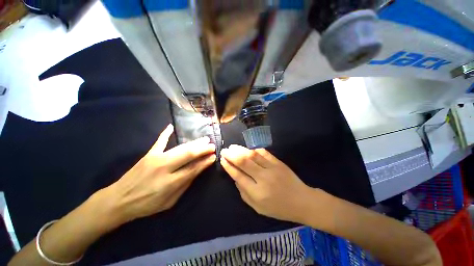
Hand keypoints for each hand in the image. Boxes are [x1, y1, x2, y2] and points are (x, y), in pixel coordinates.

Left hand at [104, 124, 215, 223]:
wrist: (118, 200)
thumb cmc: (146, 204)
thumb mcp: (169, 202)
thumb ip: (184, 185)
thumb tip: (198, 170)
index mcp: (170, 182)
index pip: (193, 168)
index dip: (205, 162)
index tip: (214, 156)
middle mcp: (164, 168)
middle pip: (188, 154)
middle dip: (203, 149)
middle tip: (212, 145)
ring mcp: (156, 158)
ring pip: (180, 148)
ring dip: (194, 143)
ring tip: (204, 139)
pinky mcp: (148, 154)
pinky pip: (159, 141)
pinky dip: (165, 133)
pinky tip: (171, 126)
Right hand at [220, 145, 315, 222]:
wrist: (302, 201)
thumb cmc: (278, 208)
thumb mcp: (257, 208)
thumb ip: (244, 192)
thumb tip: (235, 177)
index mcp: (257, 193)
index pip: (238, 176)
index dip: (229, 167)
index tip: (222, 160)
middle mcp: (264, 178)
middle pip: (244, 162)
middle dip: (232, 155)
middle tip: (225, 150)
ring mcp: (272, 168)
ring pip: (253, 155)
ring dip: (241, 150)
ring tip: (233, 147)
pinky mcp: (278, 162)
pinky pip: (264, 153)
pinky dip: (254, 150)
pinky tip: (248, 149)